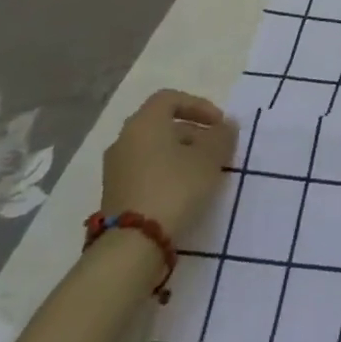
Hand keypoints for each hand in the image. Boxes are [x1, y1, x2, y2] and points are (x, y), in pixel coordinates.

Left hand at [101, 89, 237, 236]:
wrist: (133, 243)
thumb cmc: (175, 187)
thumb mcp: (210, 158)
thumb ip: (222, 136)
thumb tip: (226, 125)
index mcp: (144, 123)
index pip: (170, 98)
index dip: (198, 105)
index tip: (219, 124)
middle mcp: (125, 139)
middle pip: (162, 124)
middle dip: (193, 133)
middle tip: (216, 149)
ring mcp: (116, 168)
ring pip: (154, 149)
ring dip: (181, 154)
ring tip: (204, 172)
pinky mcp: (114, 193)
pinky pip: (145, 170)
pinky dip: (166, 172)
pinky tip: (184, 191)